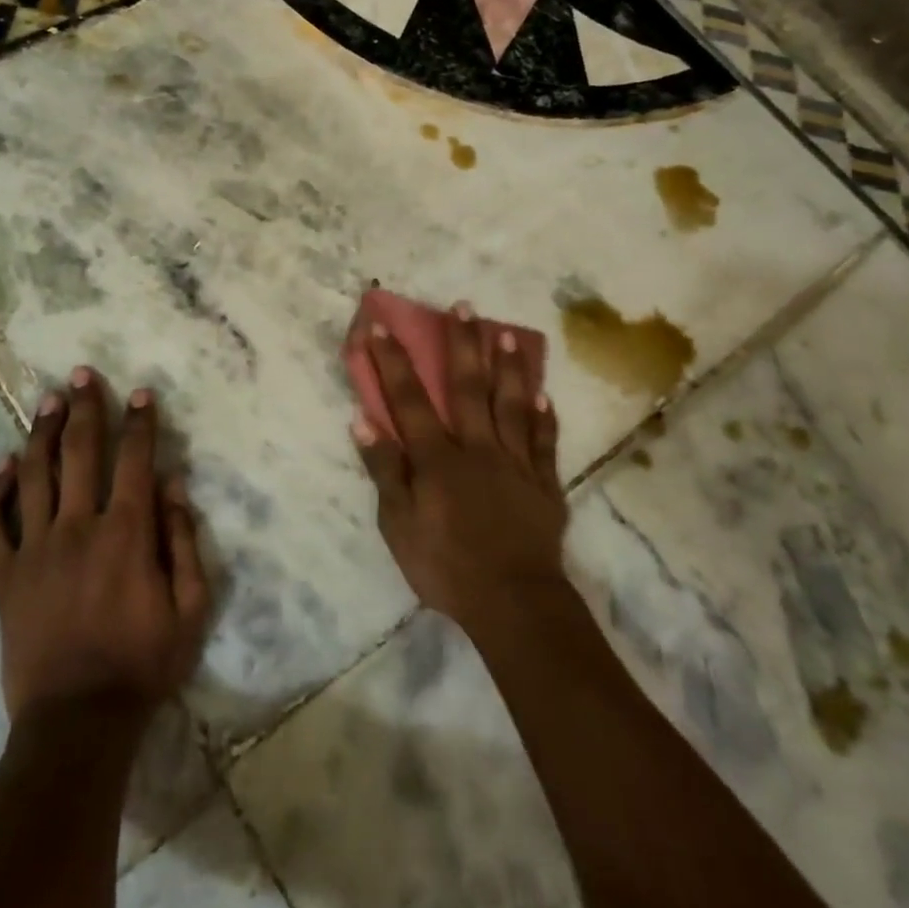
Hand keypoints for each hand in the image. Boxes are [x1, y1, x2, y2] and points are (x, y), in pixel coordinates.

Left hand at [0, 368, 211, 721]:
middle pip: (80, 452)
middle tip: (82, 374)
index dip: (140, 422)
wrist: (78, 721)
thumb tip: (172, 485)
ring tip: (47, 400)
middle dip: (85, 407)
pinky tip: (3, 465)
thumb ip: (182, 540)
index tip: (141, 393)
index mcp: (127, 533)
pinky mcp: (5, 576)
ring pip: (34, 474)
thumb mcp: (190, 608)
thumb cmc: (143, 664)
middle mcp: (79, 527)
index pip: (135, 460)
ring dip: (41, 432)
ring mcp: (35, 549)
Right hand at [353, 306, 568, 631]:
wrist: (513, 601)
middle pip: (468, 388)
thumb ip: (384, 470)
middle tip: (464, 306)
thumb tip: (363, 420)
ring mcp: (516, 462)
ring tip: (507, 334)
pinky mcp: (544, 483)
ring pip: (512, 404)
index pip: (410, 400)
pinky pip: (545, 442)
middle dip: (463, 344)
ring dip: (509, 367)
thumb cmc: (445, 566)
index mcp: (438, 459)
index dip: (393, 363)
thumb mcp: (398, 525)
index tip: (382, 328)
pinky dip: (545, 418)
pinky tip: (545, 397)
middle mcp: (478, 448)